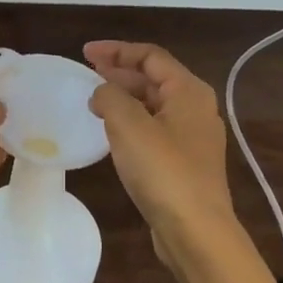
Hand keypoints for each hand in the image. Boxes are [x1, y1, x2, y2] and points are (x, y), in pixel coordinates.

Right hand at [85, 41, 241, 267]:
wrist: (196, 232)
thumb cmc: (164, 171)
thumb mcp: (129, 125)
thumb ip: (110, 97)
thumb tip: (101, 93)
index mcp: (189, 91)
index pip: (150, 56)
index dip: (117, 50)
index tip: (85, 53)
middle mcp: (196, 109)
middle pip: (154, 78)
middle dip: (120, 72)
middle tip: (87, 73)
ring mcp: (192, 138)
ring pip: (154, 105)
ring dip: (124, 97)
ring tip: (94, 100)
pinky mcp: (184, 163)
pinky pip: (154, 129)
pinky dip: (131, 121)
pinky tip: (112, 132)